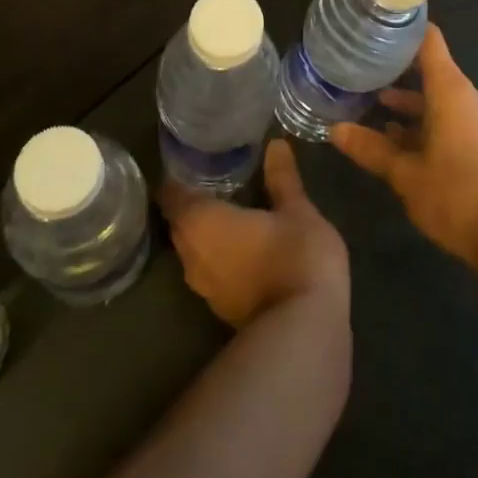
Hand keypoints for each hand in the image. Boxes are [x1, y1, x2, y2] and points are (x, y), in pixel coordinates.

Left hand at [159, 139, 348, 328]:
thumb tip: (275, 144)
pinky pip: (210, 269)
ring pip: (194, 249)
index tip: (194, 160)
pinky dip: (220, 253)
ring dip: (206, 231)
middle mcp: (191, 255)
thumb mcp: (297, 210)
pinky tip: (242, 242)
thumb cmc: (296, 258)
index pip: (171, 194)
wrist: (305, 333)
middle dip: (193, 202)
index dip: (178, 176)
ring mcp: (204, 288)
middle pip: (180, 222)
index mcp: (201, 223)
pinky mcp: (221, 309)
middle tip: (216, 178)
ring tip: (230, 206)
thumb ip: (282, 178)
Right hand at [331, 25, 477, 264]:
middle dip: (395, 69)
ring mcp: (475, 120)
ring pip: (435, 98)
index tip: (374, 25)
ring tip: (368, 103)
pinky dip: (420, 122)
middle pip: (429, 68)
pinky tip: (391, 138)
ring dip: (405, 102)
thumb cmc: (454, 194)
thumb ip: (370, 148)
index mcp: (451, 90)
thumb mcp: (404, 172)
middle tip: (358, 66)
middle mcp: (466, 97)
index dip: (403, 29)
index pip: (429, 41)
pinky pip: (445, 118)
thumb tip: (334, 129)